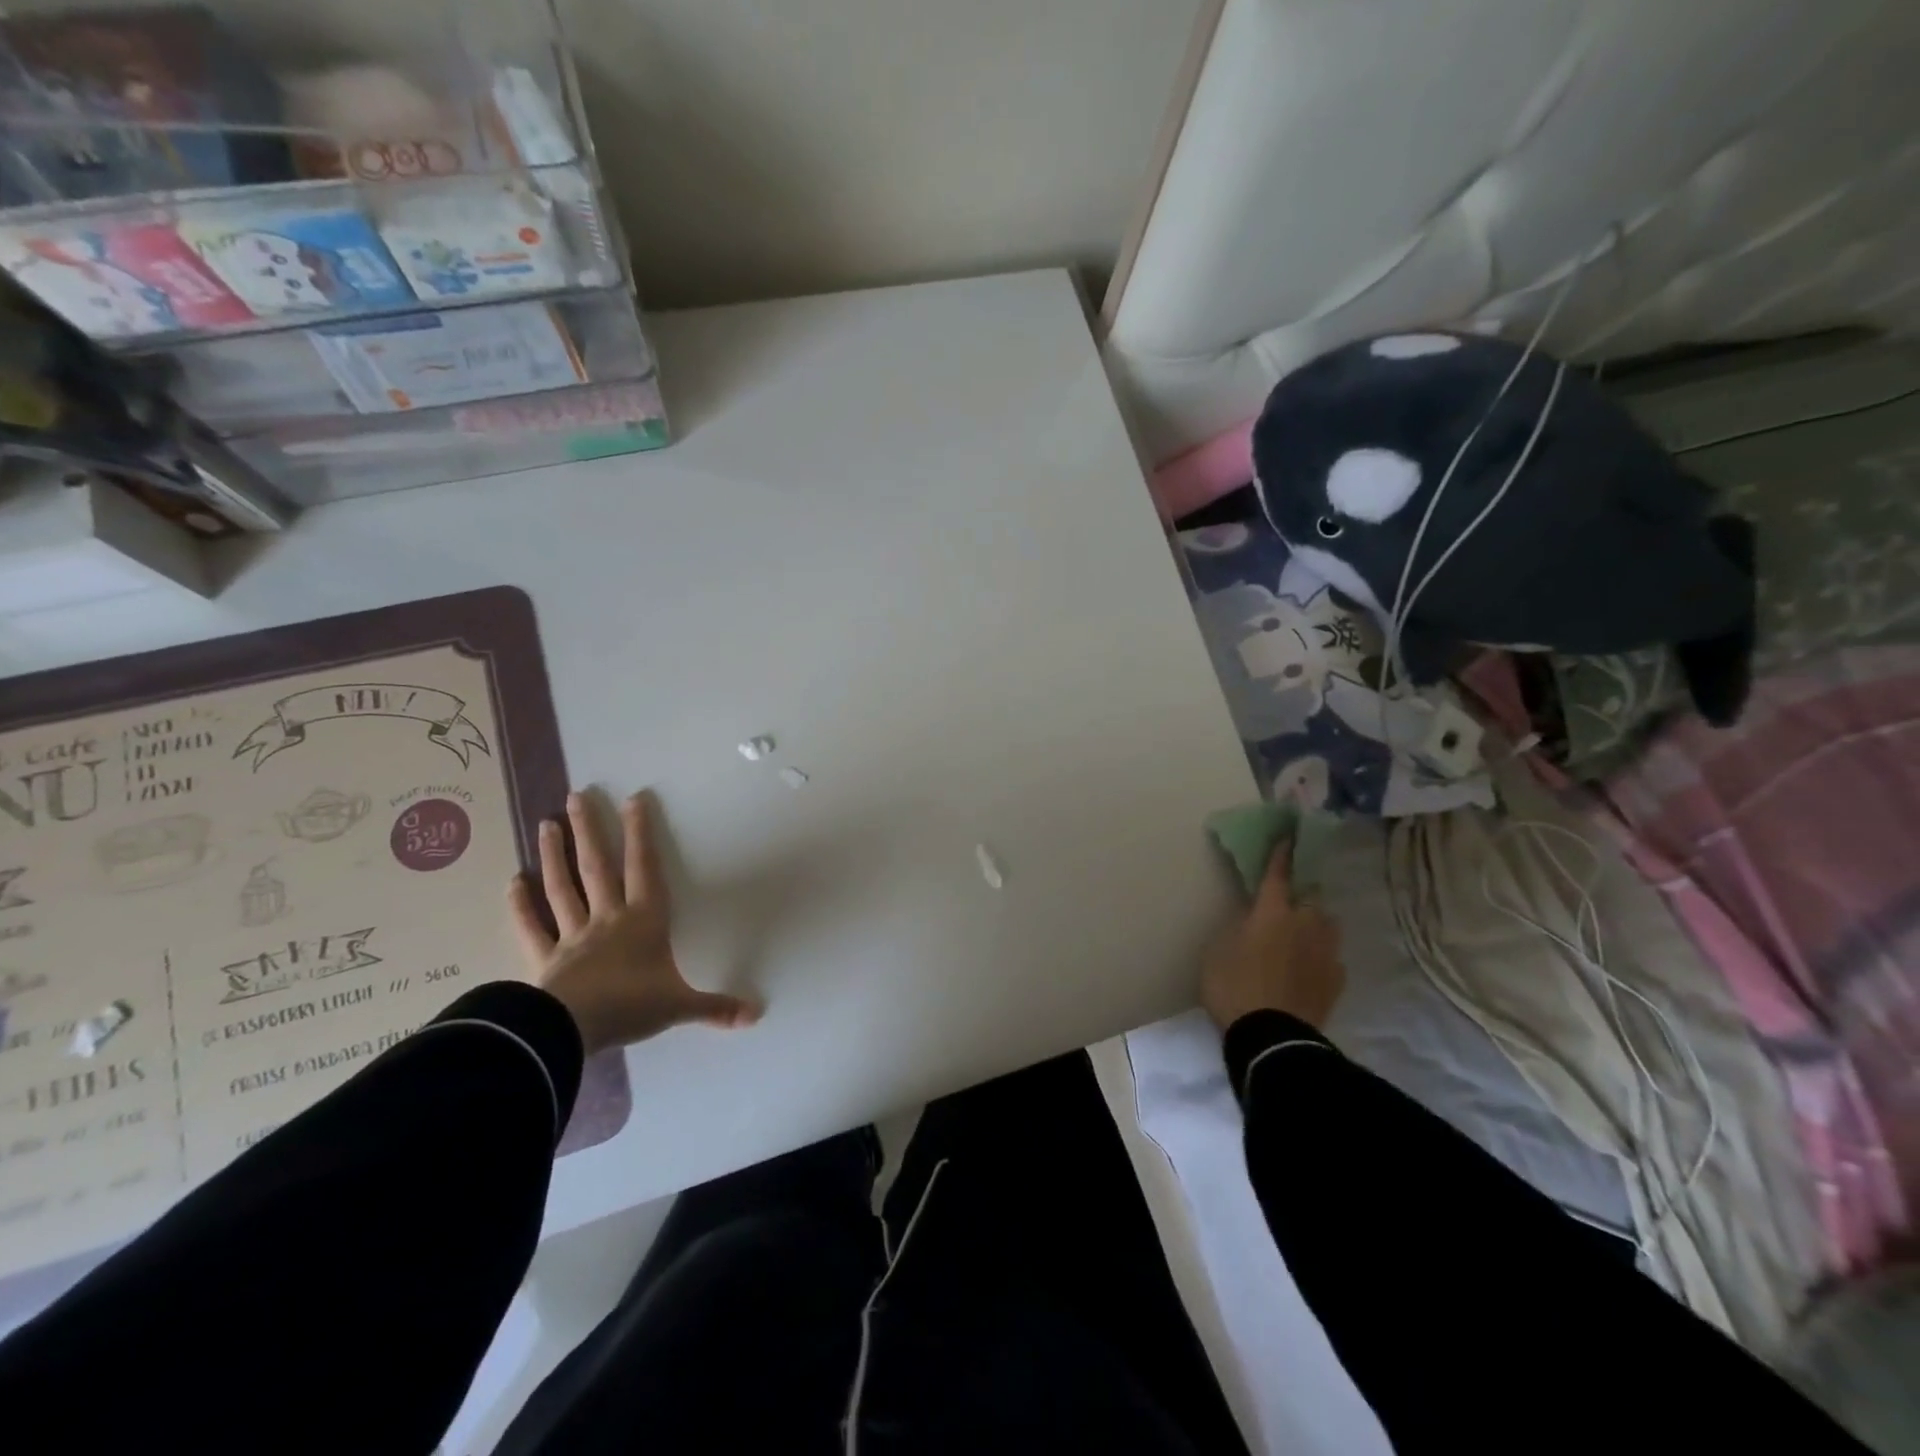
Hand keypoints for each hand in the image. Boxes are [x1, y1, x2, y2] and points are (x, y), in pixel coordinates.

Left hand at [509, 789, 759, 1055]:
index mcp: (644, 921)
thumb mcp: (681, 1006)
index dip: (640, 833)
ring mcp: (572, 936)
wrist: (574, 1029)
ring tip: (547, 823)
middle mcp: (608, 918)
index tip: (633, 799)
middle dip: (589, 830)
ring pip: (562, 888)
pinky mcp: (545, 959)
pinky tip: (512, 882)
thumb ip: (716, 1008)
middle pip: (597, 867)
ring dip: (554, 856)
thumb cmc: (633, 1006)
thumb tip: (757, 1015)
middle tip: (576, 796)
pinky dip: (521, 906)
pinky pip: (531, 928)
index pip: (644, 868)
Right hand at [1200, 841, 1344, 1031]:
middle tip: (1286, 906)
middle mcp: (1304, 925)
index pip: (1277, 875)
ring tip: (1302, 935)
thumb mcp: (1218, 950)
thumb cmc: (1234, 987)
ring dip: (1316, 925)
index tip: (1288, 836)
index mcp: (1272, 913)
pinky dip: (1322, 957)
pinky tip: (1310, 968)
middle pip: (1310, 900)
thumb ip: (1237, 928)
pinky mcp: (1336, 981)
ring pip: (1327, 927)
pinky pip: (1332, 958)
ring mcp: (1325, 954)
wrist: (1272, 1038)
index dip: (1281, 855)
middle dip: (1301, 898)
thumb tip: (1251, 920)